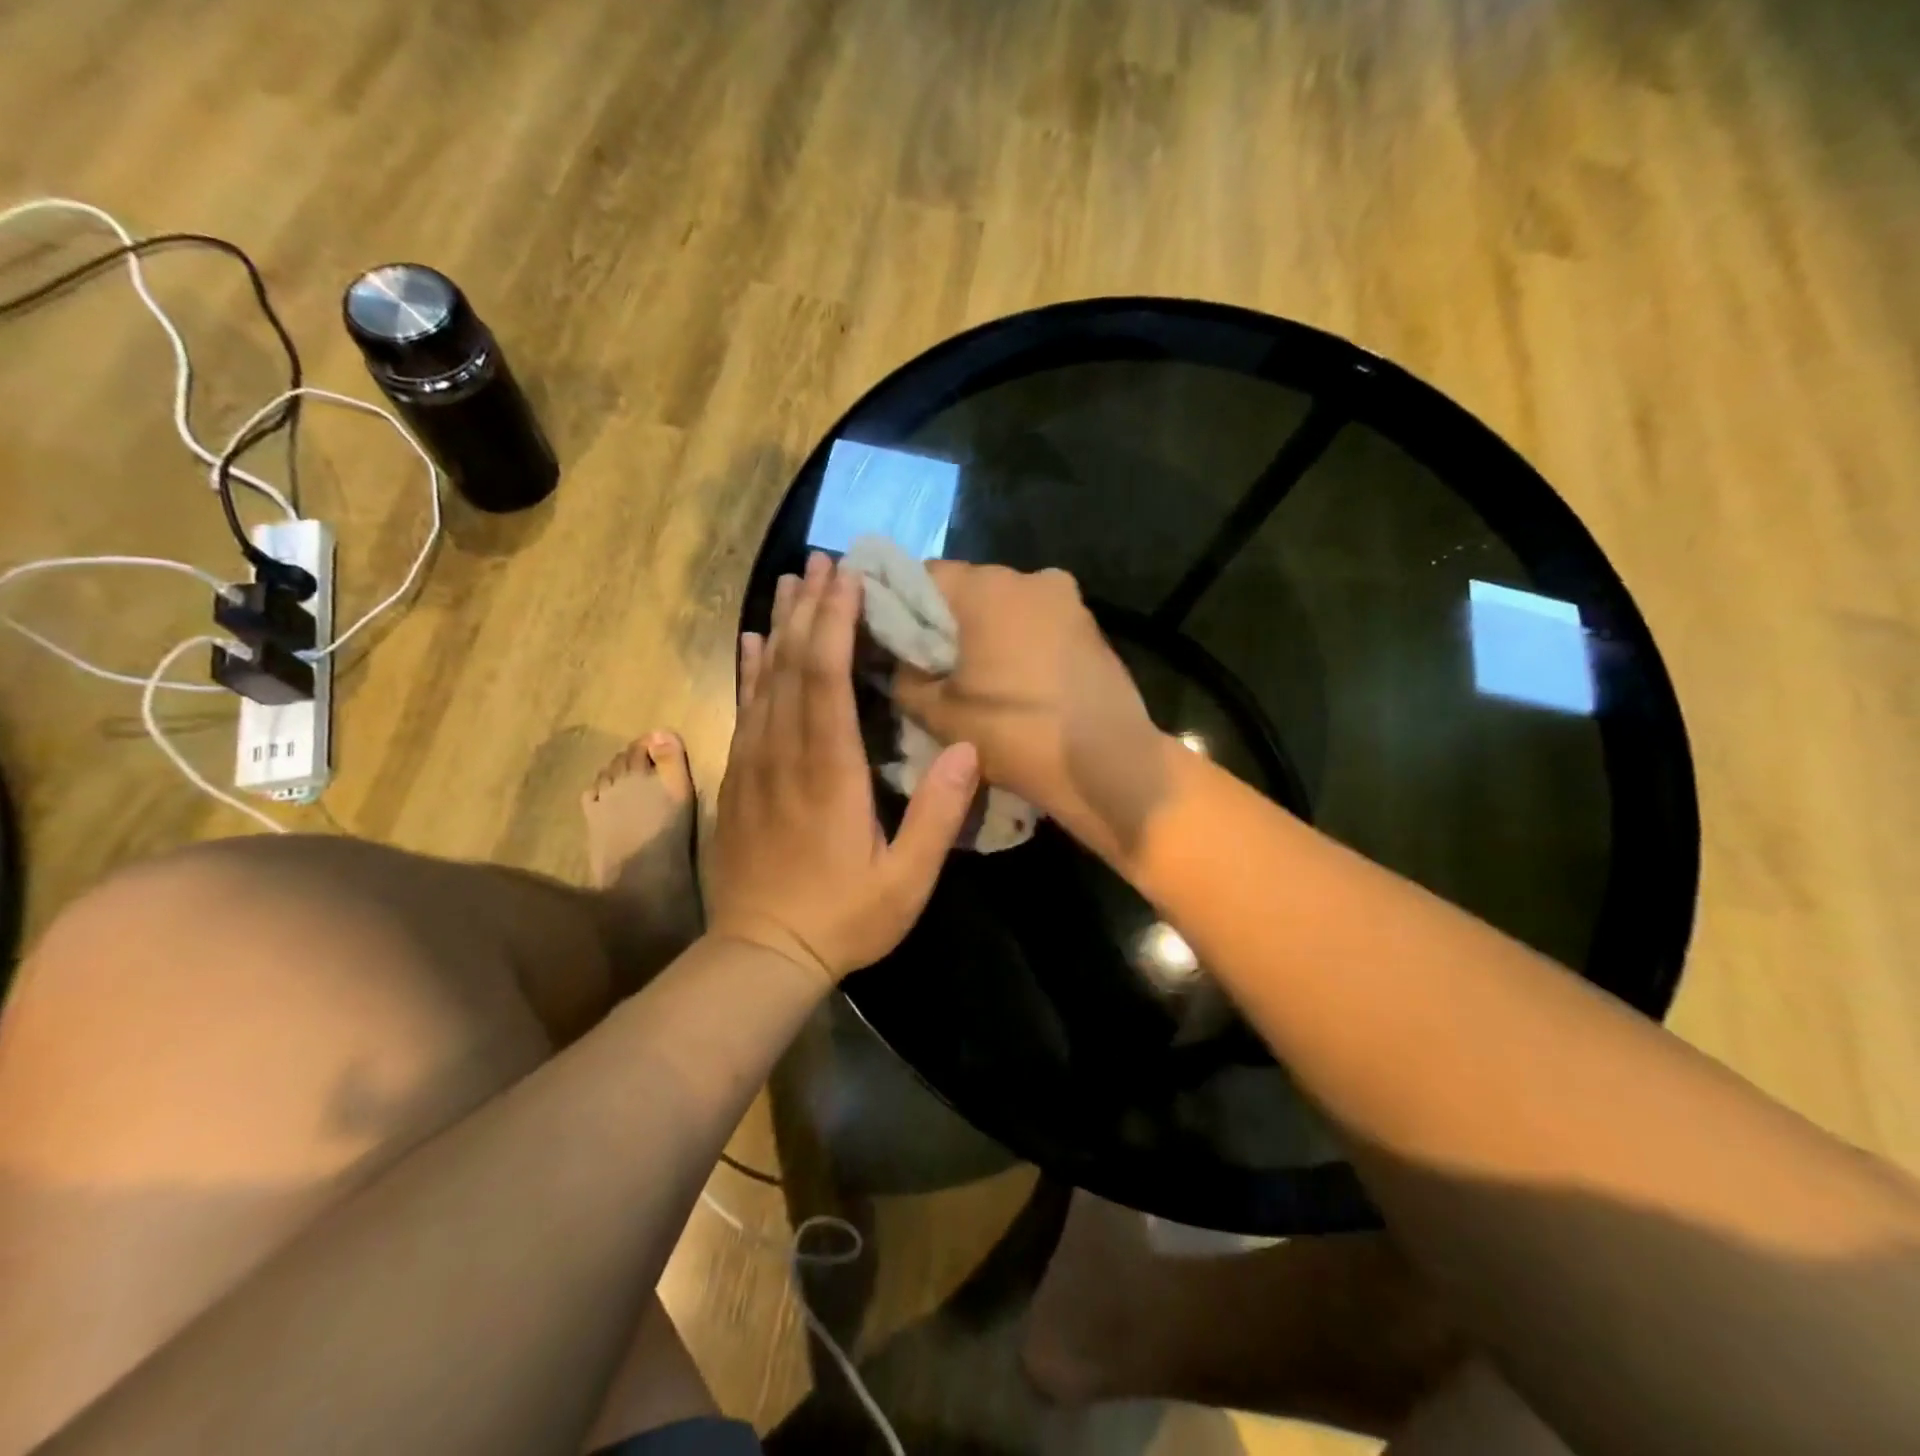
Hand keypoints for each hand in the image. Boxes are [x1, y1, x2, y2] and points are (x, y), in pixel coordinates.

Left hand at [708, 552, 979, 986]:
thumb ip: (937, 815)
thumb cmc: (842, 917)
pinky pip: (745, 708)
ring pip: (765, 679)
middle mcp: (786, 754)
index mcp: (829, 773)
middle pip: (794, 665)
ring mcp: (756, 764)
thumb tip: (967, 749)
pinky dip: (751, 669)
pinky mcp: (741, 777)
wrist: (761, 953)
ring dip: (781, 626)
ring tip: (793, 581)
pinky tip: (755, 641)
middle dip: (811, 608)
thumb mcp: (906, 881)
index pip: (828, 680)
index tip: (850, 579)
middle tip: (824, 560)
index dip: (838, 624)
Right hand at [890, 563, 1169, 864]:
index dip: (900, 606)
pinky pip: (1038, 624)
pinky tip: (1016, 683)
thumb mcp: (938, 714)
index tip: (894, 642)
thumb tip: (903, 664)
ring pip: (1007, 607)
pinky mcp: (1091, 628)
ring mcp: (1069, 601)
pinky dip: (1019, 643)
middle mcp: (1031, 578)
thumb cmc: (1016, 733)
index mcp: (988, 587)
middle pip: (968, 590)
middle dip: (946, 622)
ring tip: (976, 679)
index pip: (923, 576)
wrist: (1109, 764)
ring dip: (986, 633)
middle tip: (932, 666)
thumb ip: (906, 679)